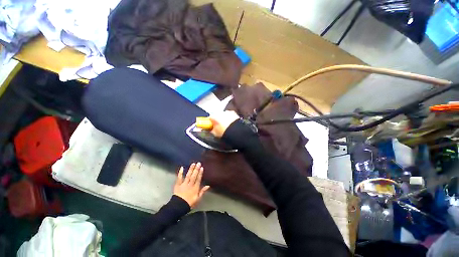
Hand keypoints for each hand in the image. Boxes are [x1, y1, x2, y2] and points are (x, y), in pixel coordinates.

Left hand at [173, 162, 209, 207]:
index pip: (198, 179)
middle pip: (194, 176)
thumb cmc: (189, 203)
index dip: (200, 173)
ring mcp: (183, 184)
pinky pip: (179, 178)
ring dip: (191, 169)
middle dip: (196, 169)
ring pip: (188, 176)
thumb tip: (208, 186)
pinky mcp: (178, 185)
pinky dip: (180, 173)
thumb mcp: (198, 199)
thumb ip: (202, 191)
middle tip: (198, 163)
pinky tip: (182, 168)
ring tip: (193, 164)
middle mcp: (190, 185)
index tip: (201, 167)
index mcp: (195, 188)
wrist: (178, 207)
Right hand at [209, 111, 239, 137]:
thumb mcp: (215, 134)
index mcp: (214, 117)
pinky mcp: (233, 113)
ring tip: (226, 125)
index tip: (211, 125)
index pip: (209, 118)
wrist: (237, 132)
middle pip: (216, 115)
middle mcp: (220, 112)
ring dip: (223, 118)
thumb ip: (211, 130)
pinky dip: (229, 118)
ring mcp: (227, 112)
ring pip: (223, 115)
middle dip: (217, 120)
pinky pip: (229, 115)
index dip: (210, 122)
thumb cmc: (225, 133)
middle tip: (219, 126)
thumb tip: (210, 129)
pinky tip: (231, 123)